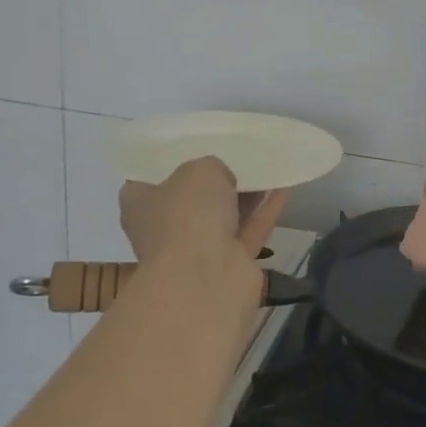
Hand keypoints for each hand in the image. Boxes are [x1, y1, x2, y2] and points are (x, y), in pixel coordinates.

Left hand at [119, 157, 289, 270]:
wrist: (206, 277)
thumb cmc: (187, 215)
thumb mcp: (199, 170)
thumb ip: (211, 168)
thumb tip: (222, 181)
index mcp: (140, 205)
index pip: (147, 182)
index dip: (168, 165)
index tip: (192, 149)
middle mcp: (164, 229)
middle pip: (190, 200)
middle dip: (213, 182)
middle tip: (236, 155)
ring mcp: (198, 251)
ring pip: (223, 216)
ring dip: (244, 195)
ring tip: (267, 167)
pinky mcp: (230, 265)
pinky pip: (250, 230)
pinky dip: (266, 210)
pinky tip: (285, 187)